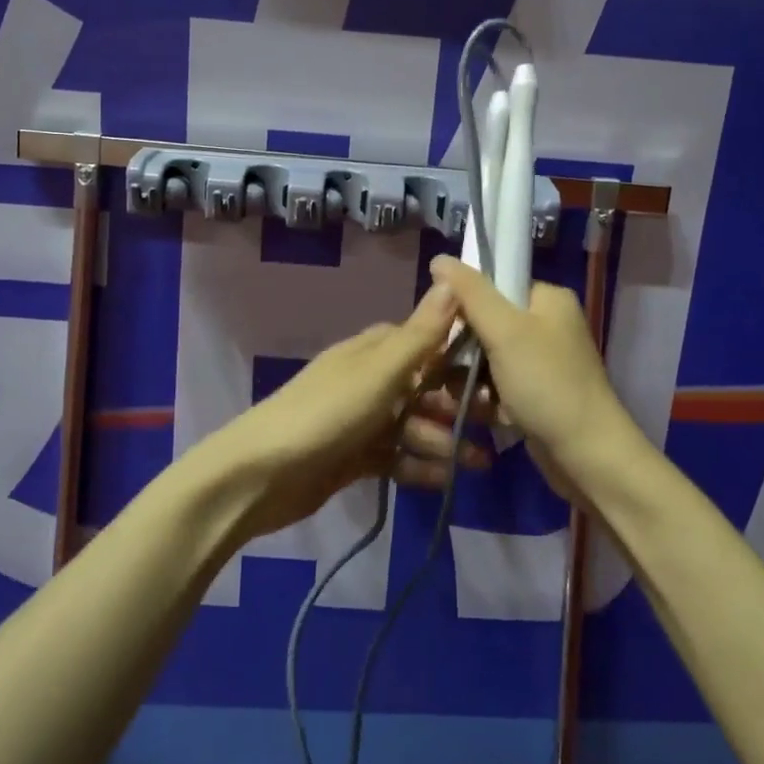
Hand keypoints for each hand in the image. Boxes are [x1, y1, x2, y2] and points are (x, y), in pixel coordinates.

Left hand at [210, 283, 489, 539]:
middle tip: (497, 426)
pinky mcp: (353, 457)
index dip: (462, 355)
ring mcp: (360, 420)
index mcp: (374, 351)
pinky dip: (419, 467)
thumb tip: (451, 280)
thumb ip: (420, 334)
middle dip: (458, 406)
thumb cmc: (326, 414)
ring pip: (413, 425)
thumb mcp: (379, 372)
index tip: (502, 372)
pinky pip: (395, 457)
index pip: (427, 342)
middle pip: (424, 387)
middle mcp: (369, 380)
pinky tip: (446, 482)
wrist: (261, 475)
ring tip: (479, 465)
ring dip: (444, 442)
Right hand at [428, 255, 652, 504]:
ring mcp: (543, 361)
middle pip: (485, 322)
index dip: (462, 304)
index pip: (492, 284)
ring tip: (461, 397)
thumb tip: (438, 258)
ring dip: (470, 378)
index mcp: (547, 299)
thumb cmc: (547, 385)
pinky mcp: (537, 393)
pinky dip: (486, 398)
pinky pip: (498, 384)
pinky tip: (479, 413)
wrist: (588, 456)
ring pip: (487, 357)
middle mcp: (548, 324)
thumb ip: (470, 292)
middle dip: (463, 348)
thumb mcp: (504, 331)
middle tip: (447, 369)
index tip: (441, 328)